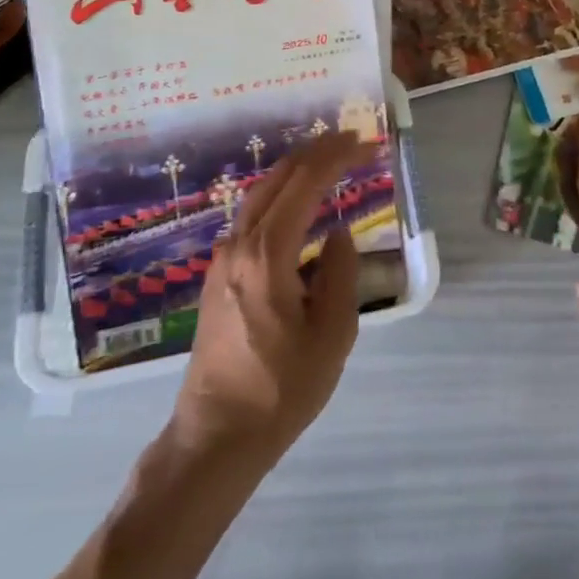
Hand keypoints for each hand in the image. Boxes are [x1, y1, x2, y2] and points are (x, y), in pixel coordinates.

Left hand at [167, 132, 369, 467]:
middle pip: (277, 179)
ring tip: (325, 162)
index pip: (304, 184)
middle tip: (347, 141)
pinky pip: (250, 217)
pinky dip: (277, 196)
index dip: (335, 156)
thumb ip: (341, 273)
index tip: (362, 142)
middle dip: (314, 153)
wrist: (216, 437)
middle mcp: (239, 245)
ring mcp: (222, 259)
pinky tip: (294, 205)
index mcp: (268, 254)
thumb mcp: (332, 335)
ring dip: (293, 172)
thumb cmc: (281, 389)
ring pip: (259, 195)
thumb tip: (338, 233)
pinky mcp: (216, 275)